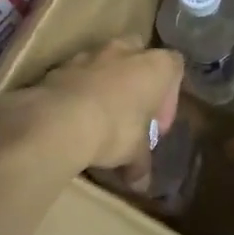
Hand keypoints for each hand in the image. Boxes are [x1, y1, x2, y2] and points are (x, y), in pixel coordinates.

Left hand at [0, 39, 184, 176]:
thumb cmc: (113, 130)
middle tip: (131, 111)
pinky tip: (74, 117)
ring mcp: (89, 54)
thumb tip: (141, 183)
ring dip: (105, 83)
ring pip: (104, 61)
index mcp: (154, 66)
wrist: (59, 121)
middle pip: (138, 54)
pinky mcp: (60, 65)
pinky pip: (77, 74)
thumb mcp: (134, 154)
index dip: (169, 96)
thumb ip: (140, 163)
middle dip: (137, 78)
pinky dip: (79, 90)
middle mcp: (124, 51)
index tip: (156, 125)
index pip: (174, 66)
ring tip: (99, 116)